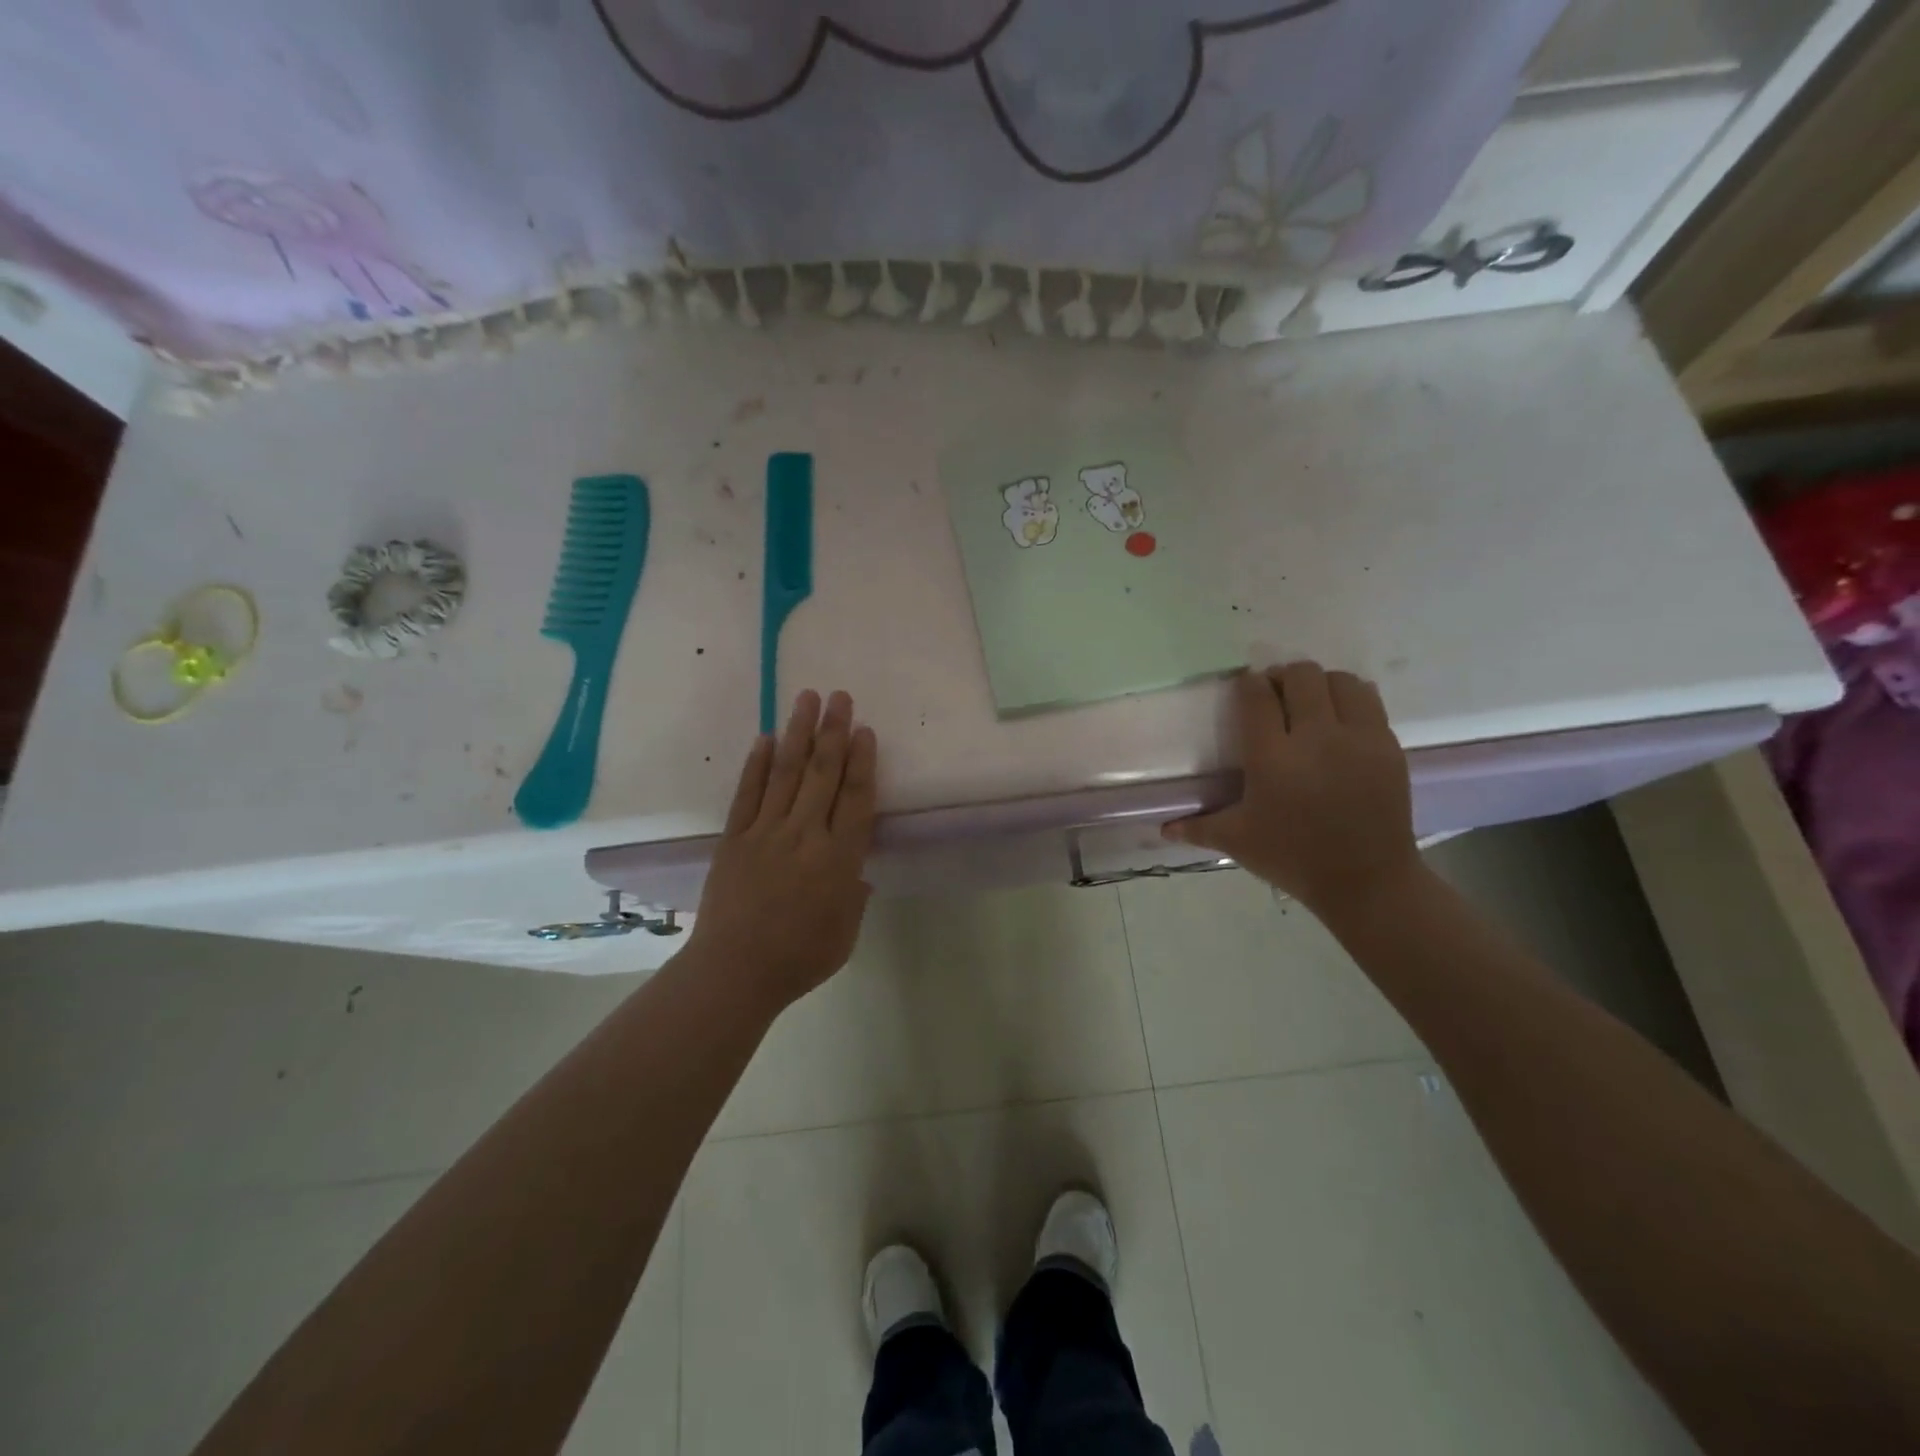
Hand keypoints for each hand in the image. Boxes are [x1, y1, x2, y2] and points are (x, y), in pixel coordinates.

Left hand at [684, 690, 877, 1010]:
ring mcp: (766, 832)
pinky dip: (756, 764)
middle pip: (823, 773)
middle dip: (833, 731)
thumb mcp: (846, 933)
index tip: (865, 730)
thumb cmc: (800, 958)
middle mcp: (806, 835)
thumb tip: (856, 872)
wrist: (734, 972)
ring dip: (797, 733)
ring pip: (786, 772)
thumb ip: (854, 896)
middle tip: (839, 696)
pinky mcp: (734, 838)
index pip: (857, 798)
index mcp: (839, 858)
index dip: (863, 761)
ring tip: (805, 698)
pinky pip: (747, 793)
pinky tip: (765, 738)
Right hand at [1165, 663, 1421, 919]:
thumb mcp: (1238, 842)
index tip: (1244, 687)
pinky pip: (1369, 702)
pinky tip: (1339, 721)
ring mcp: (1357, 738)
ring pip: (1339, 680)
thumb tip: (1163, 829)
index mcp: (1272, 758)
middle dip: (1282, 677)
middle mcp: (1315, 737)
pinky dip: (1350, 700)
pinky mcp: (1388, 746)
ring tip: (1310, 704)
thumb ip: (1198, 827)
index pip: (1256, 697)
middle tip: (1275, 695)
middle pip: (1300, 676)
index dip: (1247, 684)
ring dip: (1320, 684)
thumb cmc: (1293, 858)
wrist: (1366, 881)